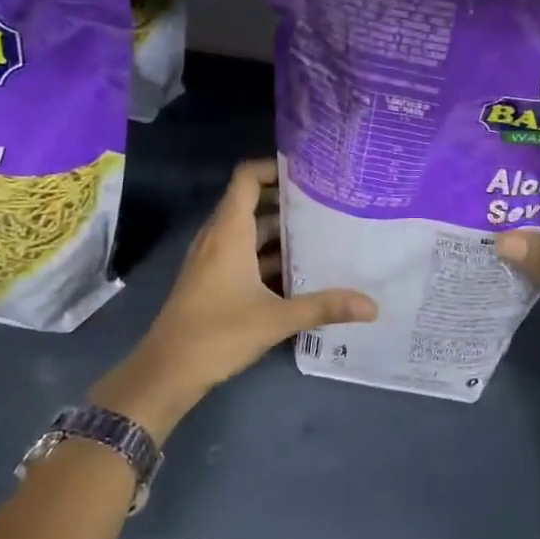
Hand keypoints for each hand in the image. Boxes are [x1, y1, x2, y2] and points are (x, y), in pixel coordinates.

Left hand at [92, 160, 376, 438]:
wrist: (167, 371)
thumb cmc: (218, 334)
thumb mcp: (277, 319)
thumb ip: (324, 307)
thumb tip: (372, 306)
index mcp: (229, 232)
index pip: (247, 178)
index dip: (274, 167)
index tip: (310, 172)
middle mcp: (218, 238)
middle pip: (252, 203)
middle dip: (288, 202)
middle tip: (329, 203)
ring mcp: (212, 260)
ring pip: (249, 232)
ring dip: (280, 232)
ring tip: (322, 234)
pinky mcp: (211, 280)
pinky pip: (243, 254)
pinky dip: (268, 256)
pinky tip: (298, 272)